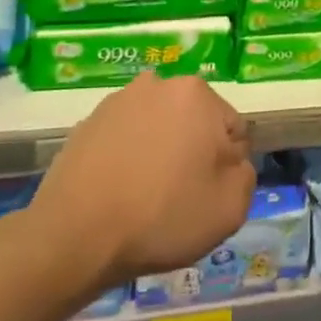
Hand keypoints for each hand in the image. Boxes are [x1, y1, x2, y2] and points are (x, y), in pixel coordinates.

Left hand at [31, 72, 255, 291]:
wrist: (75, 236)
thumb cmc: (162, 216)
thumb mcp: (230, 207)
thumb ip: (245, 174)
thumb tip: (230, 161)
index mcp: (197, 94)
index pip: (232, 131)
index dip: (227, 167)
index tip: (208, 195)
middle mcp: (158, 84)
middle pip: (194, 124)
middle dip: (193, 154)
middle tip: (180, 197)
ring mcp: (117, 101)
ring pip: (158, 129)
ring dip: (160, 154)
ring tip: (145, 197)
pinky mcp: (87, 123)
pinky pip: (125, 139)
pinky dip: (128, 159)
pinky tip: (119, 192)